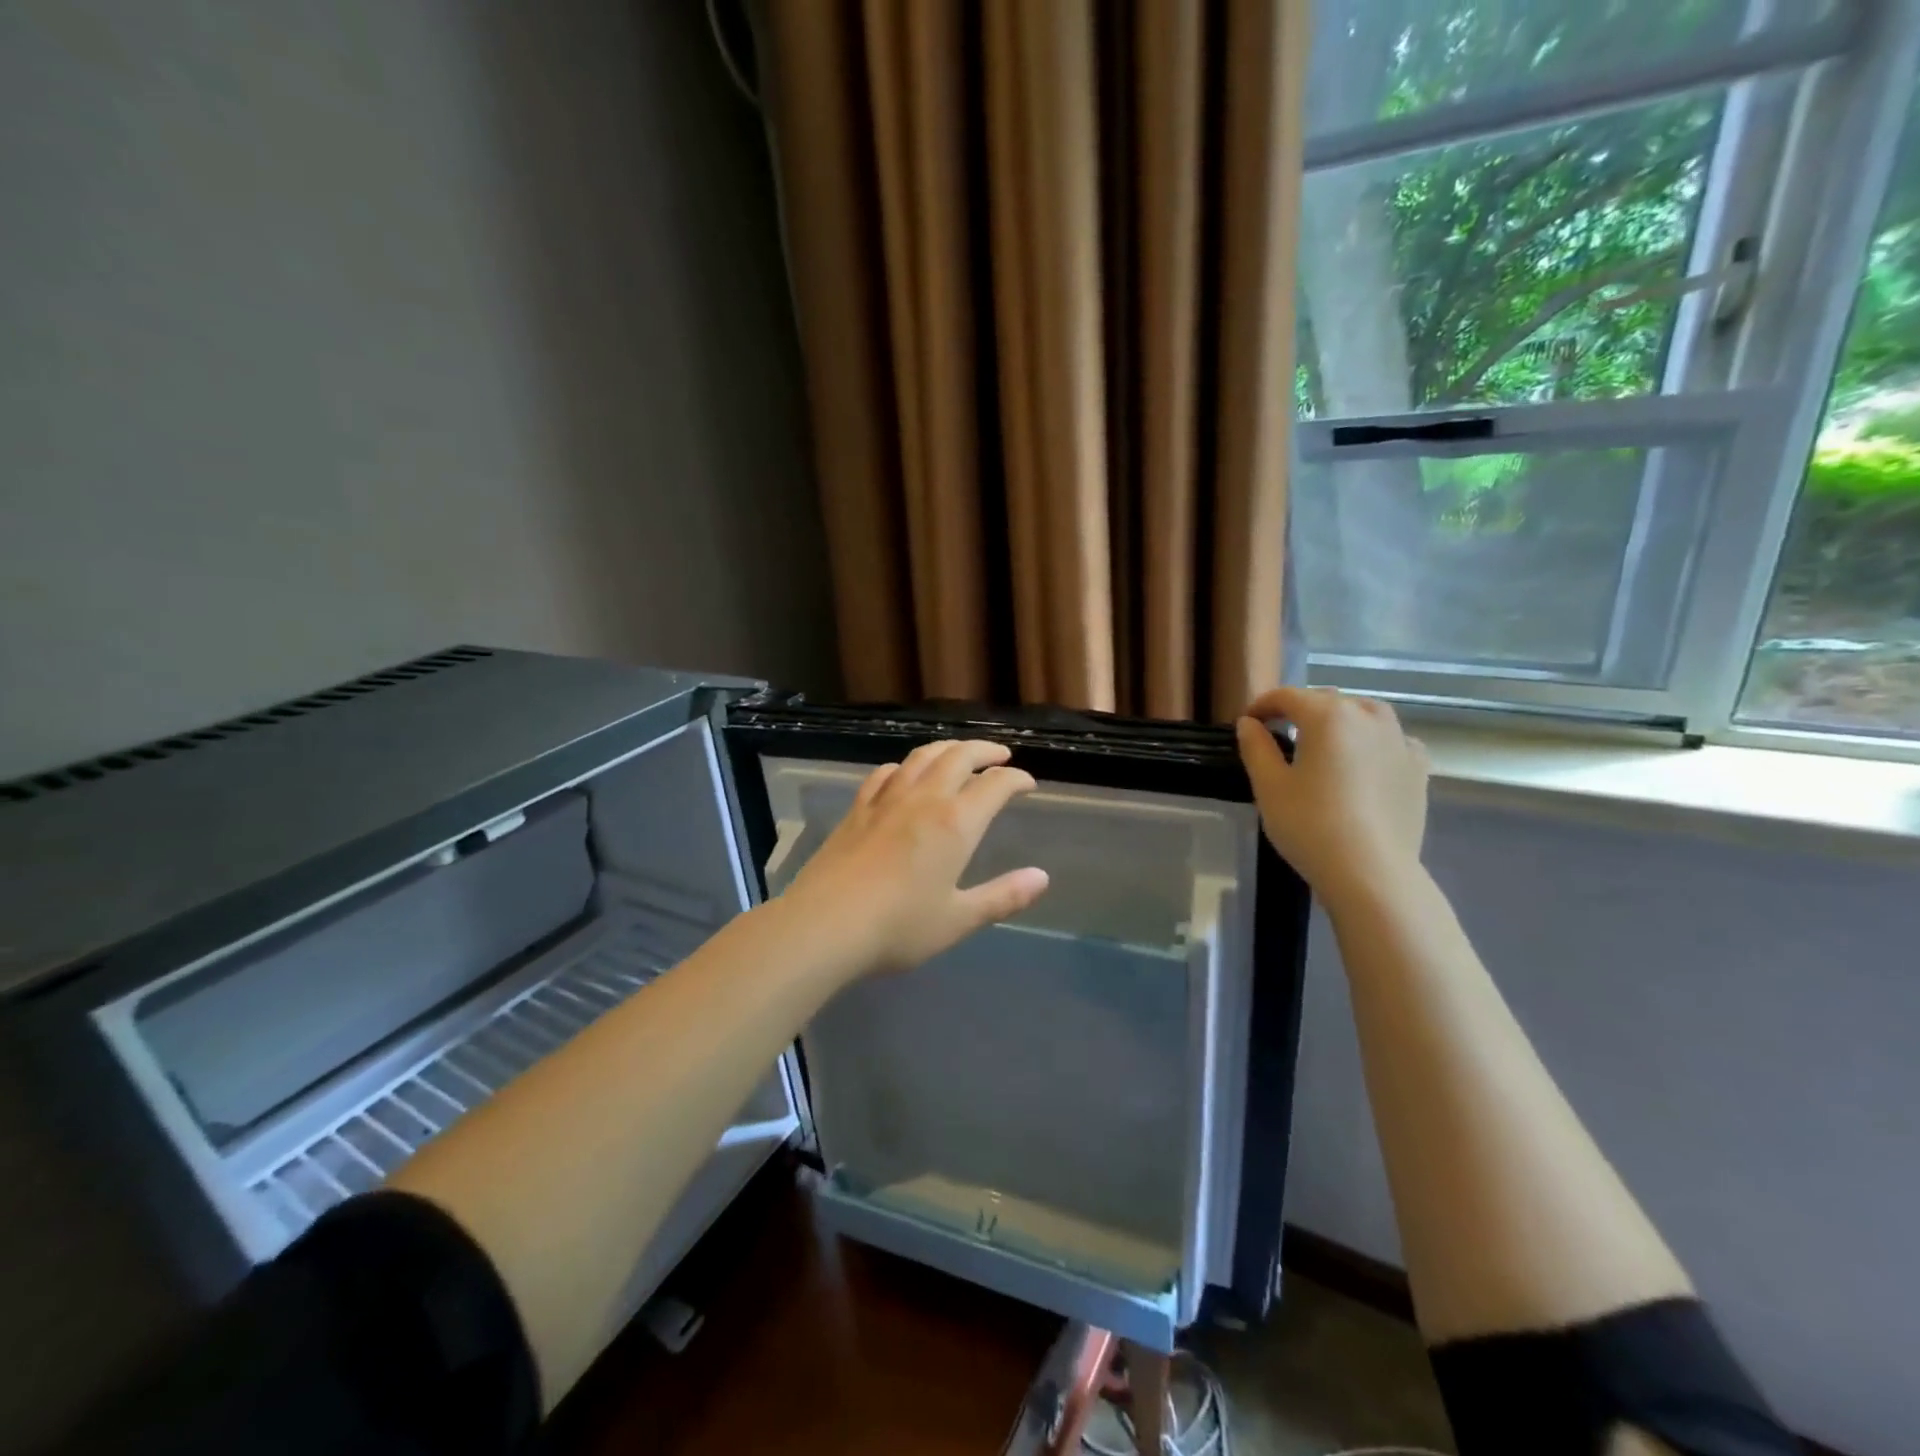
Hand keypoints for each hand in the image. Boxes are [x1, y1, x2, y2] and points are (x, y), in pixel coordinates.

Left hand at [779, 739, 1050, 978]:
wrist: (825, 925)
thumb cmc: (899, 927)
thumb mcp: (959, 919)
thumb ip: (1003, 896)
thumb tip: (1042, 877)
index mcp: (956, 823)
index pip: (995, 785)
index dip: (1016, 780)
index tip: (1028, 784)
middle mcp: (924, 799)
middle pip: (959, 756)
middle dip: (984, 750)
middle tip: (1000, 755)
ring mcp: (886, 800)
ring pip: (921, 756)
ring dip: (947, 748)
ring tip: (959, 753)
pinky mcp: (857, 809)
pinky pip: (885, 773)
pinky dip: (905, 765)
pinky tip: (904, 773)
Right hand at [1235, 687, 1429, 912]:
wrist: (1371, 871)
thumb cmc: (1310, 825)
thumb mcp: (1269, 786)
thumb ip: (1256, 747)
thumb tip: (1249, 724)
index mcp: (1328, 715)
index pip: (1287, 696)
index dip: (1262, 706)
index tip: (1247, 723)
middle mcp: (1368, 716)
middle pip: (1327, 701)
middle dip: (1301, 711)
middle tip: (1279, 733)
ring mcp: (1399, 740)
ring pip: (1364, 715)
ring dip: (1340, 721)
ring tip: (1323, 744)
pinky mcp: (1418, 767)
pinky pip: (1391, 741)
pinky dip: (1373, 743)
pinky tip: (1363, 763)